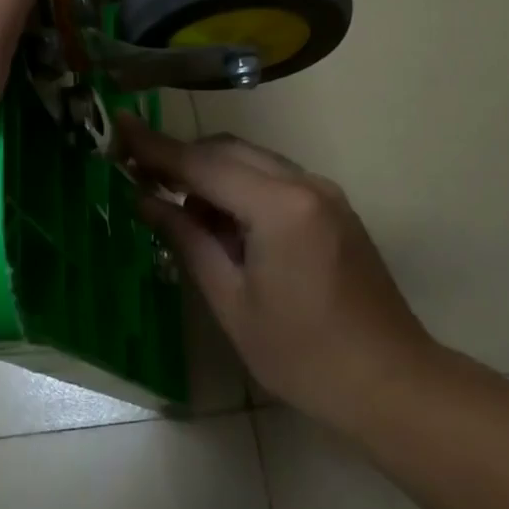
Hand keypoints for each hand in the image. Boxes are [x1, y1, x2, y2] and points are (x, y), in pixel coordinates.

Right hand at [122, 116, 438, 434]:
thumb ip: (187, 239)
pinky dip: (238, 188)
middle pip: (228, 151)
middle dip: (180, 158)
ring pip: (251, 161)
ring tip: (175, 209)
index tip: (118, 126)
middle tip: (135, 172)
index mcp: (279, 207)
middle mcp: (305, 184)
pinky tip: (220, 223)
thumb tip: (145, 201)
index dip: (155, 146)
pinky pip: (273, 179)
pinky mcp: (332, 209)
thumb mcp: (231, 301)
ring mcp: (324, 194)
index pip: (203, 164)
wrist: (391, 383)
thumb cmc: (302, 355)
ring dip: (210, 174)